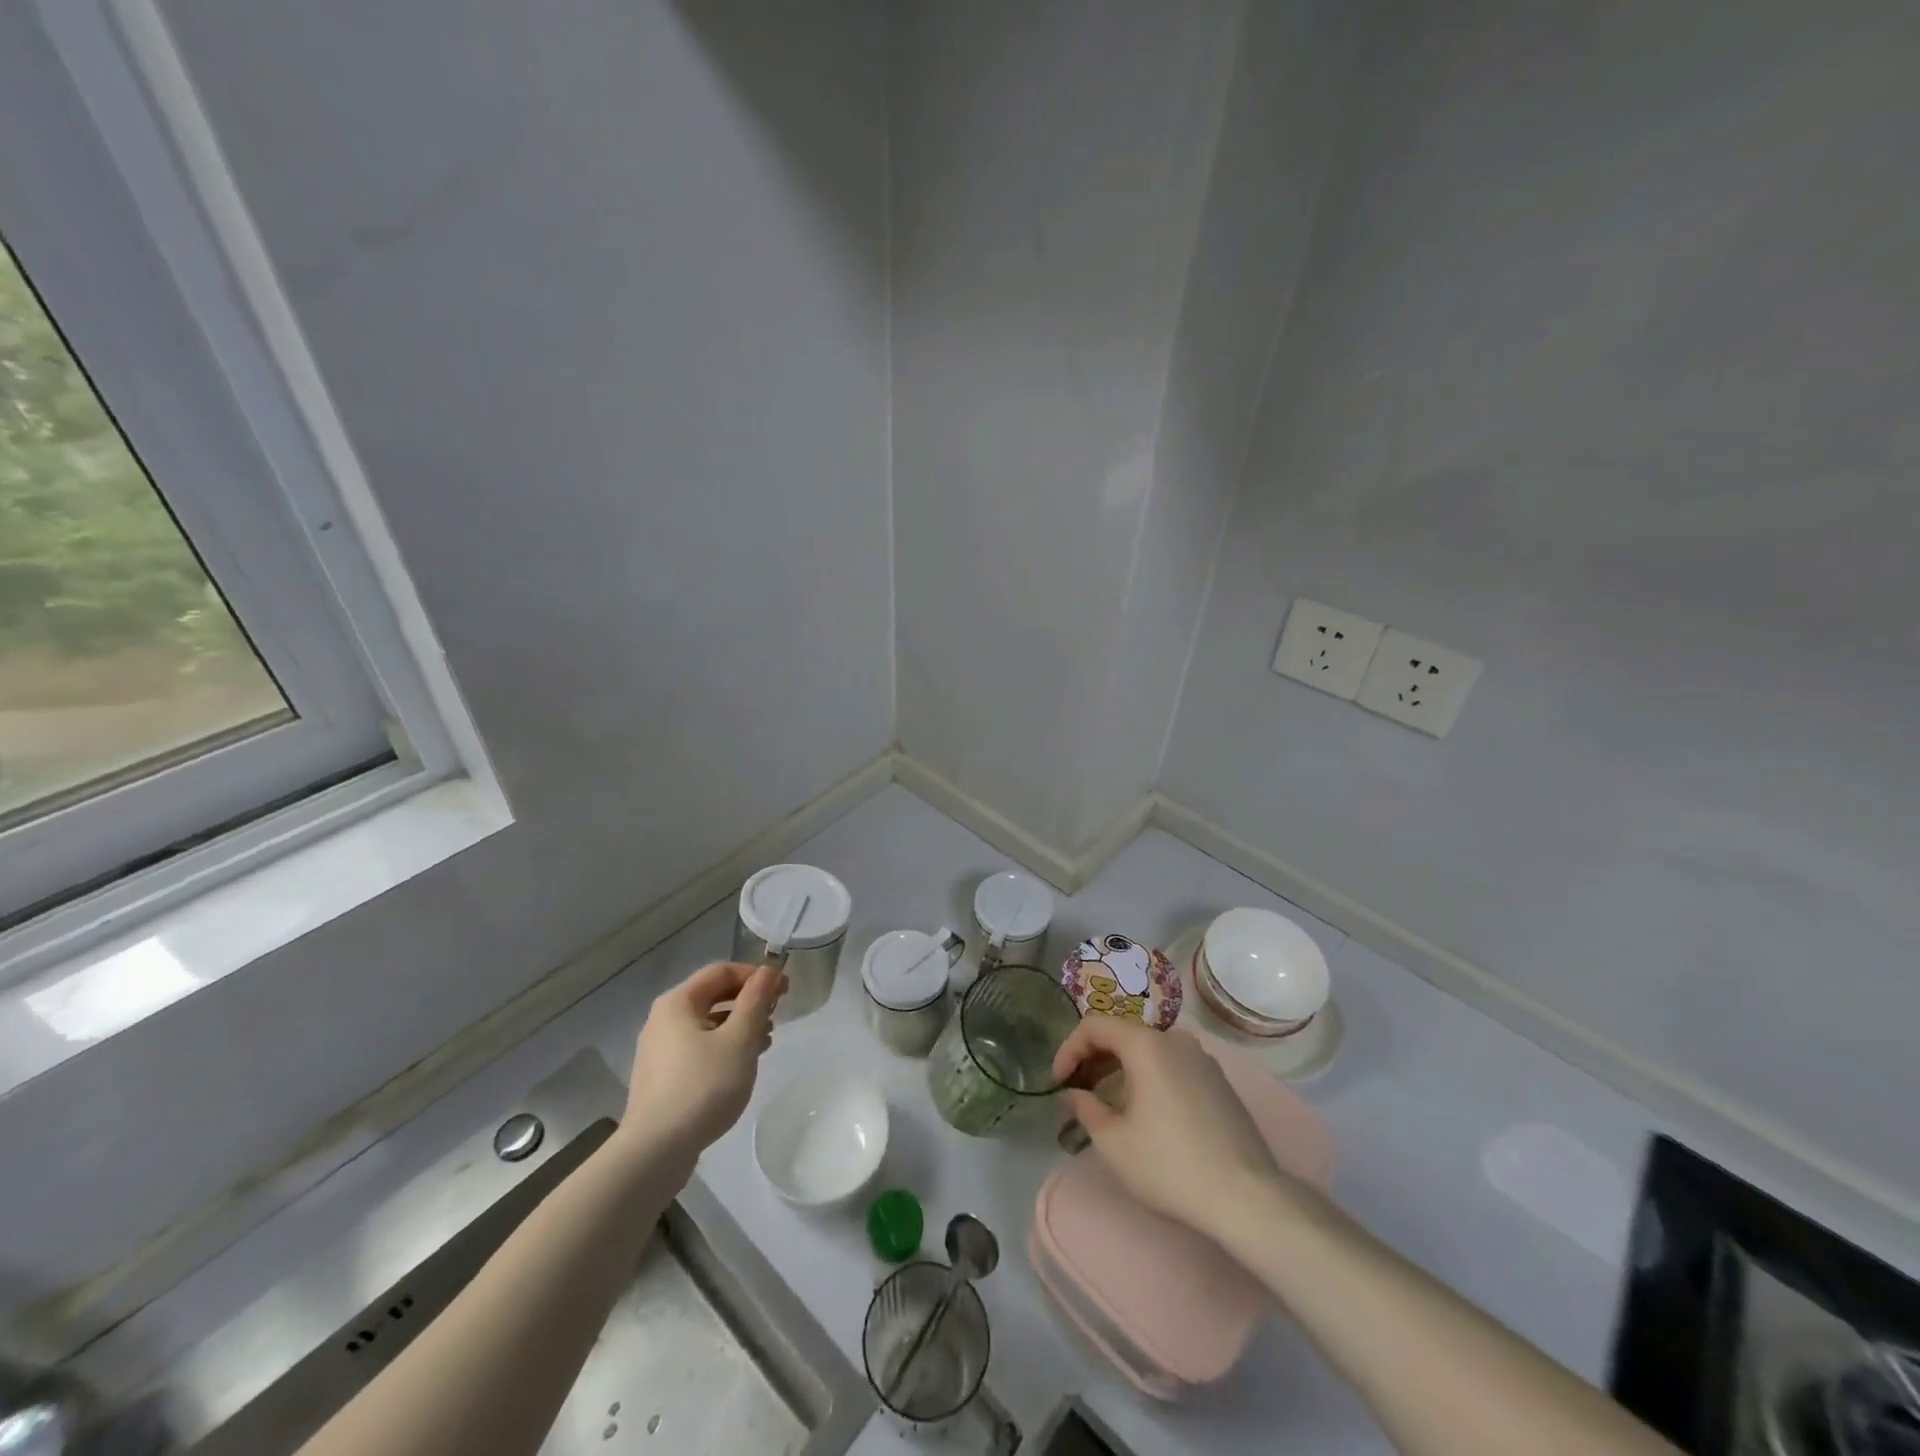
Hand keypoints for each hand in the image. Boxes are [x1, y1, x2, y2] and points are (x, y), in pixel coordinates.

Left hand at [620, 961, 784, 1162]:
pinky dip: (723, 1047)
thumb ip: (756, 1000)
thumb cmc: (703, 1086)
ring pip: (707, 1024)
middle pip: (713, 996)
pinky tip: (740, 1067)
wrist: (656, 1151)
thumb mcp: (740, 1039)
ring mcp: (658, 1050)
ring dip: (739, 1026)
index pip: (722, 971)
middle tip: (776, 1016)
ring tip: (765, 1043)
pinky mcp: (661, 1077)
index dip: (756, 975)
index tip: (784, 991)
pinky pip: (698, 1048)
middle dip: (749, 1002)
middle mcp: (663, 1019)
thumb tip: (768, 972)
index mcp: (678, 1002)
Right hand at [1052, 1018, 1285, 1240]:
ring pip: (1148, 1050)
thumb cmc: (1170, 1165)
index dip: (1068, 1050)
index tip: (1058, 1083)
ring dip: (1120, 1069)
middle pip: (1122, 1034)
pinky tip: (1144, 1112)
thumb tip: (1072, 1093)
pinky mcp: (1218, 1080)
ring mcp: (1201, 1058)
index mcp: (1146, 1044)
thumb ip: (1085, 1108)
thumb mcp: (1114, 1142)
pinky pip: (1171, 1065)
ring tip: (1106, 1104)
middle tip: (1076, 1093)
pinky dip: (1148, 1077)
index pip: (1094, 1026)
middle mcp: (1175, 1039)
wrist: (1247, 1197)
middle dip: (1093, 1060)